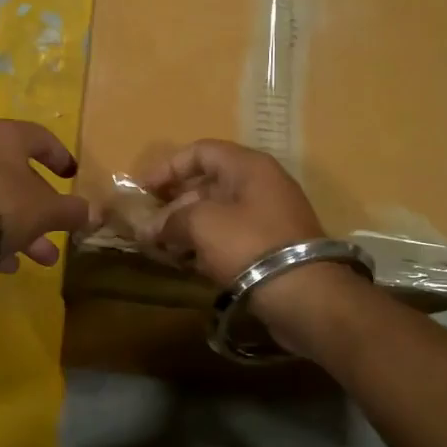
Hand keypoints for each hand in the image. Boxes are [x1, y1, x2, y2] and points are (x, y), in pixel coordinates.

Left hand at [0, 119, 94, 269]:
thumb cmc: (3, 206)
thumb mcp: (47, 211)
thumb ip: (72, 211)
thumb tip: (91, 213)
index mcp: (6, 136)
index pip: (40, 138)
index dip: (60, 157)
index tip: (71, 176)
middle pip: (17, 176)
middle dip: (41, 209)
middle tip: (58, 232)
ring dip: (20, 228)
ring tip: (38, 260)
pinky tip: (4, 265)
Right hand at [138, 139, 324, 286]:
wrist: (304, 294)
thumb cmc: (249, 245)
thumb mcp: (202, 224)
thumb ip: (170, 220)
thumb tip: (149, 229)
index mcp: (248, 166)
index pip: (201, 151)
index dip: (168, 167)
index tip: (142, 189)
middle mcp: (260, 184)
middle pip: (207, 184)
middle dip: (173, 204)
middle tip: (148, 226)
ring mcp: (268, 217)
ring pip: (217, 213)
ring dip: (186, 227)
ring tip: (160, 248)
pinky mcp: (270, 247)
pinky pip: (230, 236)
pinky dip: (205, 245)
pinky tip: (185, 262)